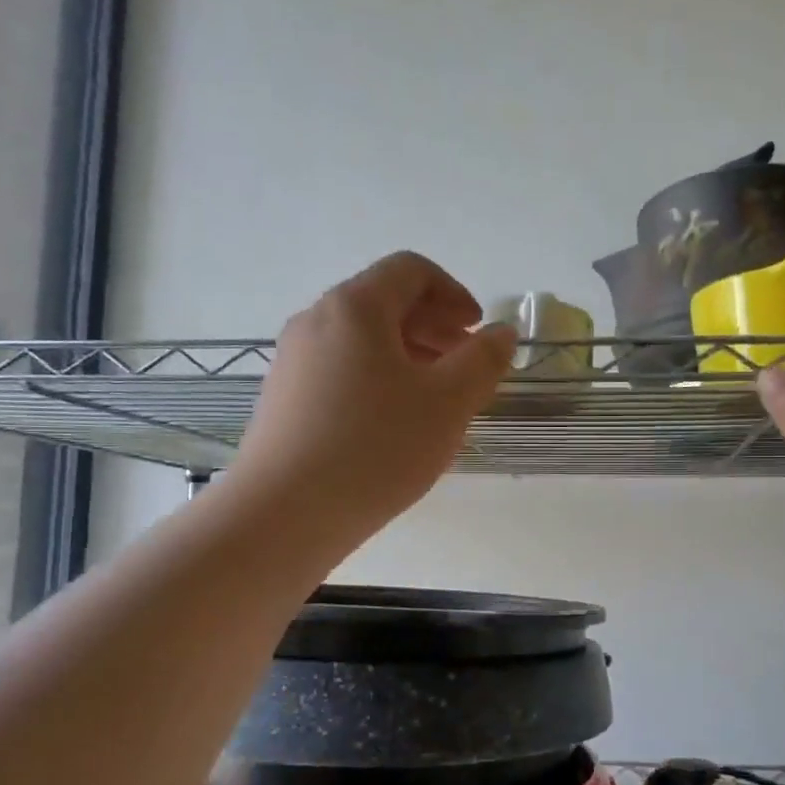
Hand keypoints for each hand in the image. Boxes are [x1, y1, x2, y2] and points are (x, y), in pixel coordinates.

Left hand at [232, 252, 515, 553]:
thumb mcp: (447, 403)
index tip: (477, 331)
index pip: (411, 270)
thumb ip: (483, 361)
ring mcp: (293, 361)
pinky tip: (394, 428)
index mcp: (356, 307)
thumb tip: (501, 333)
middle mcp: (317, 321)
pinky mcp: (283, 400)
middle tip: (465, 367)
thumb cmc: (376, 448)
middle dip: (433, 327)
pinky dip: (378, 381)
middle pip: (384, 303)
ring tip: (435, 401)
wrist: (284, 514)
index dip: (454, 293)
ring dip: (408, 357)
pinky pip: (341, 371)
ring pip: (362, 341)